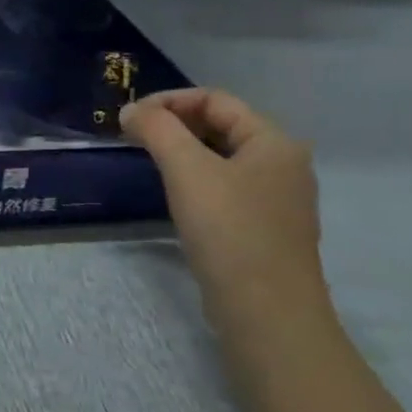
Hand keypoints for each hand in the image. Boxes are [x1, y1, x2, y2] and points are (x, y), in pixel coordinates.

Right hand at [119, 89, 330, 333]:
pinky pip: (225, 187)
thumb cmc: (229, 230)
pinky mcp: (263, 229)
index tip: (129, 117)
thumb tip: (131, 111)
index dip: (169, 100)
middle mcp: (283, 164)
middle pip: (221, 125)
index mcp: (274, 142)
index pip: (216, 99)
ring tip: (146, 160)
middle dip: (174, 124)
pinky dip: (194, 179)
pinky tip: (173, 194)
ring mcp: (276, 199)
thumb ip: (157, 130)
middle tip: (132, 136)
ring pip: (221, 158)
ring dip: (182, 151)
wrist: (266, 312)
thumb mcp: (187, 169)